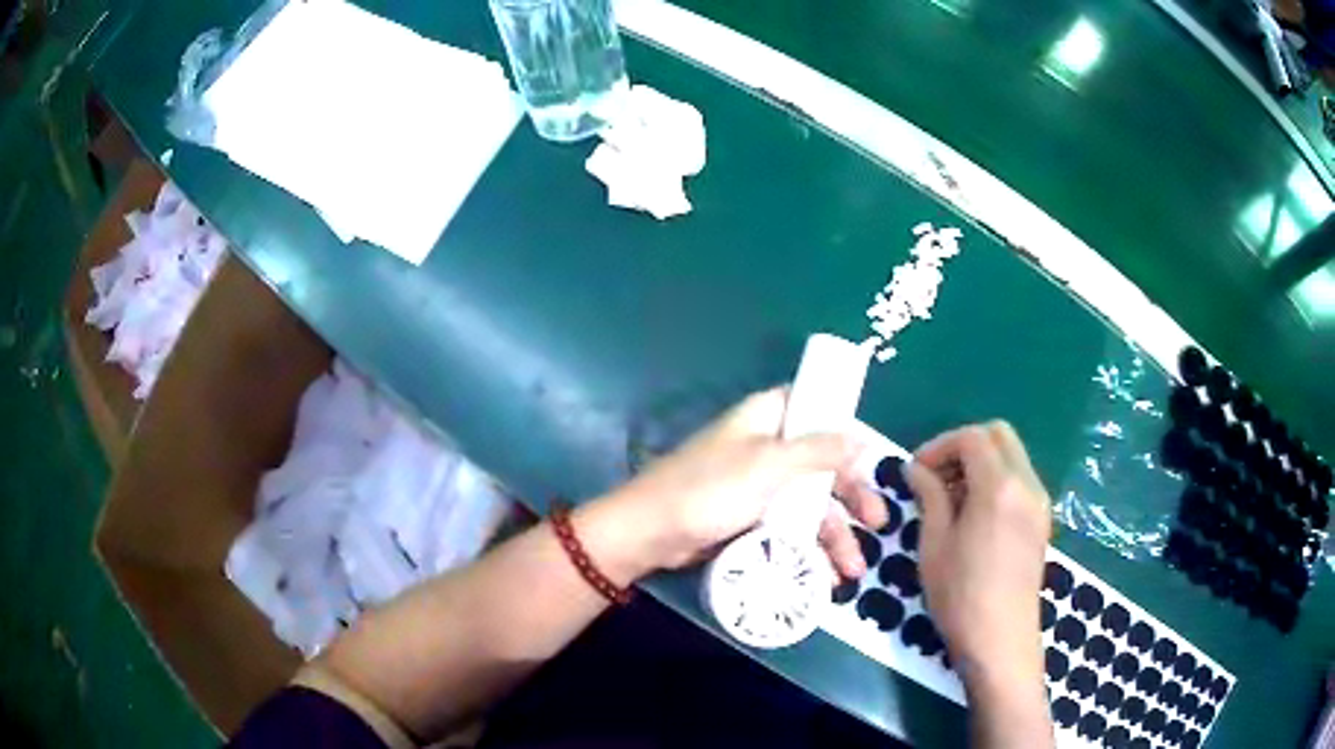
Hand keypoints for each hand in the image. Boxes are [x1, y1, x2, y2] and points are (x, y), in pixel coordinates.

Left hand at [598, 387, 888, 580]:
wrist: (650, 534)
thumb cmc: (710, 489)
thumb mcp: (770, 465)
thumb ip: (819, 450)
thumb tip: (861, 437)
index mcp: (769, 417)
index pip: (822, 411)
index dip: (851, 434)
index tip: (877, 463)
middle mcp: (768, 445)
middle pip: (825, 465)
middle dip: (853, 498)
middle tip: (879, 524)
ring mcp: (760, 484)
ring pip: (811, 502)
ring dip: (835, 534)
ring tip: (853, 571)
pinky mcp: (751, 516)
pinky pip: (791, 526)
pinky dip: (810, 547)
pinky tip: (827, 574)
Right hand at [905, 421, 1051, 685]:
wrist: (1000, 640)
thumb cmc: (960, 595)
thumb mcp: (934, 545)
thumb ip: (930, 497)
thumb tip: (917, 469)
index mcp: (999, 486)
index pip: (972, 438)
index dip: (940, 446)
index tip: (916, 471)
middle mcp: (1027, 483)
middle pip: (999, 435)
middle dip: (964, 446)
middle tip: (936, 476)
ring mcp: (1039, 502)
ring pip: (1012, 456)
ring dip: (981, 463)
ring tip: (952, 499)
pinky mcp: (1041, 521)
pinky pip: (1020, 480)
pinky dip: (997, 480)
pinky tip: (975, 515)